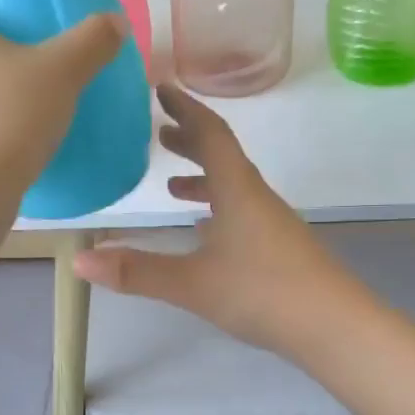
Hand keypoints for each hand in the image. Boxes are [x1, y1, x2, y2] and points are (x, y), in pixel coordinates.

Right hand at [72, 87, 367, 355]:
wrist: (334, 326)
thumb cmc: (264, 293)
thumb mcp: (193, 283)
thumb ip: (137, 271)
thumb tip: (79, 260)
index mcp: (237, 191)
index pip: (211, 135)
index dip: (186, 108)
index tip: (162, 88)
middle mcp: (256, 198)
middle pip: (223, 156)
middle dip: (190, 139)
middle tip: (160, 132)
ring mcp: (271, 224)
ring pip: (233, 186)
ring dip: (203, 176)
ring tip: (172, 183)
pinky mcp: (278, 249)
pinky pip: (241, 212)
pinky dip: (217, 209)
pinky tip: (204, 232)